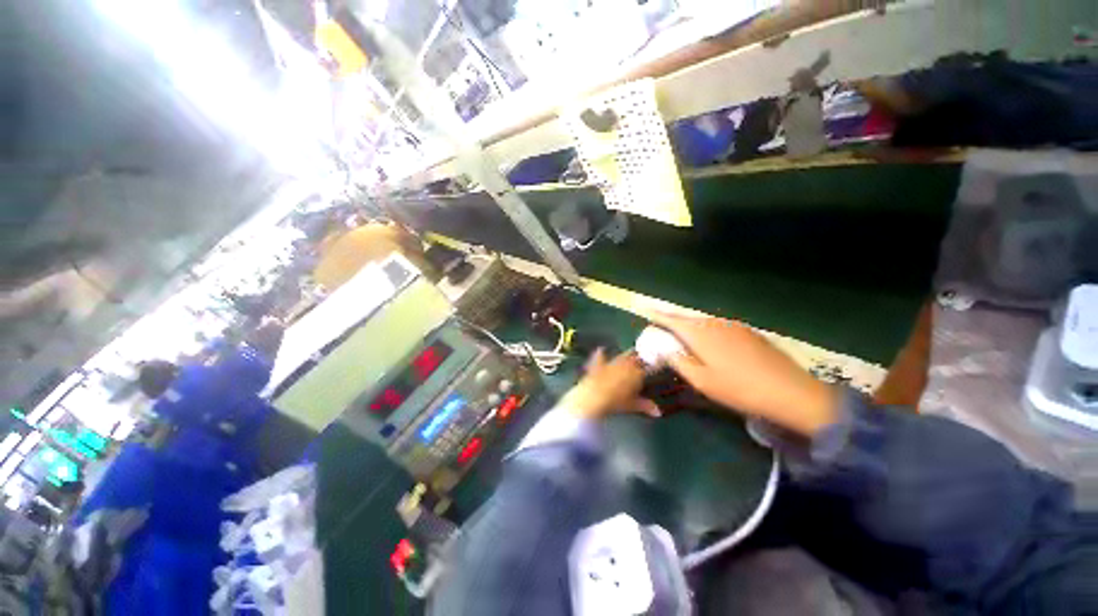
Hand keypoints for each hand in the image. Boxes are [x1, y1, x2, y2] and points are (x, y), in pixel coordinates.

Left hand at [558, 349, 660, 419]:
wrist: (594, 397)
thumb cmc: (616, 403)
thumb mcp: (633, 405)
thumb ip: (646, 406)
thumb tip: (658, 412)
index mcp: (637, 373)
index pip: (647, 366)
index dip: (651, 366)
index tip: (654, 366)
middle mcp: (626, 364)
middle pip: (636, 357)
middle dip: (640, 358)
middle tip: (643, 360)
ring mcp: (611, 362)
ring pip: (622, 355)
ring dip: (626, 355)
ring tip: (630, 354)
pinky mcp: (598, 364)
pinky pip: (600, 356)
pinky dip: (601, 353)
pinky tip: (601, 349)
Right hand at [651, 313, 838, 436]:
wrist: (791, 392)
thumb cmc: (739, 388)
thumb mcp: (701, 381)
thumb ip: (678, 361)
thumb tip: (663, 348)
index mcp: (700, 333)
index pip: (671, 319)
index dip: (656, 315)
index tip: (644, 311)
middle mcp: (714, 323)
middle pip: (686, 318)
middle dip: (672, 322)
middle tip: (661, 330)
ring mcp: (733, 325)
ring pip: (703, 322)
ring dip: (690, 327)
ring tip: (683, 338)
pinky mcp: (747, 331)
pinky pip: (718, 326)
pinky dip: (706, 330)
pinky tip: (711, 344)